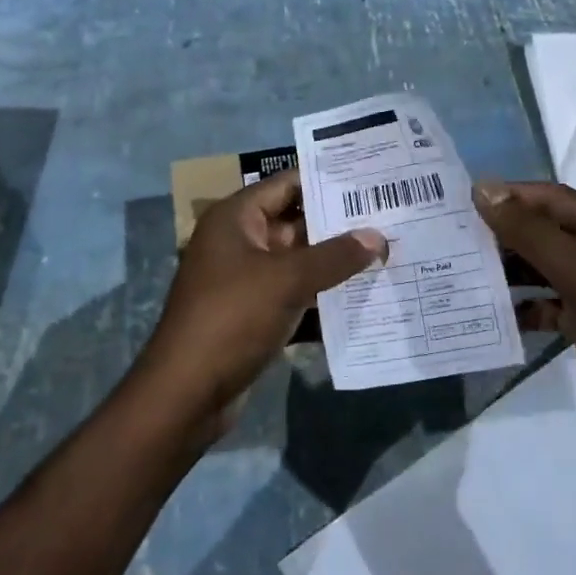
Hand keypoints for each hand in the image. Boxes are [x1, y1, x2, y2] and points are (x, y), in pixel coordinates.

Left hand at [135, 172, 385, 436]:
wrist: (186, 393)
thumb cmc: (232, 318)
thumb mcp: (287, 280)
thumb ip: (335, 256)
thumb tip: (378, 236)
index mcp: (236, 218)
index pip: (287, 184)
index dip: (327, 181)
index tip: (370, 181)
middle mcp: (239, 240)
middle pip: (296, 221)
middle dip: (339, 224)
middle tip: (389, 218)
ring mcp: (246, 278)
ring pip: (298, 259)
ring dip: (334, 260)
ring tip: (386, 252)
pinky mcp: (253, 312)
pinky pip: (294, 291)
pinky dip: (321, 292)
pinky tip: (361, 294)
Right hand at [476, 181, 575, 462]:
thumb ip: (529, 231)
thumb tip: (483, 188)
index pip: (554, 198)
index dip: (511, 195)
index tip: (463, 201)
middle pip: (547, 230)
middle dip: (506, 233)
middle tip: (456, 237)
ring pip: (545, 267)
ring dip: (510, 269)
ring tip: (466, 270)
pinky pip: (548, 303)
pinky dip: (524, 304)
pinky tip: (495, 312)